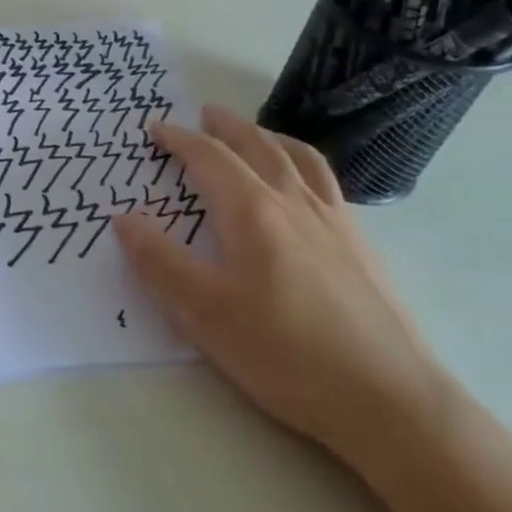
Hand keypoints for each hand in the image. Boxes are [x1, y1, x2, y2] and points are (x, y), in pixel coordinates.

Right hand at [112, 106, 446, 467]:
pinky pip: (327, 182)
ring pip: (299, 159)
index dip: (180, 140)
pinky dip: (303, 164)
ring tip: (255, 133)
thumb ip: (160, 262)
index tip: (157, 129)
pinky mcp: (362, 245)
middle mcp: (295, 203)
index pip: (210, 159)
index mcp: (253, 212)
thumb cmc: (284, 353)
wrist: (388, 398)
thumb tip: (123, 219)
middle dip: (227, 126)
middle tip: (205, 113)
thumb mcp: (204, 312)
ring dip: (269, 136)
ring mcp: (335, 221)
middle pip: (258, 146)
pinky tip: (303, 186)